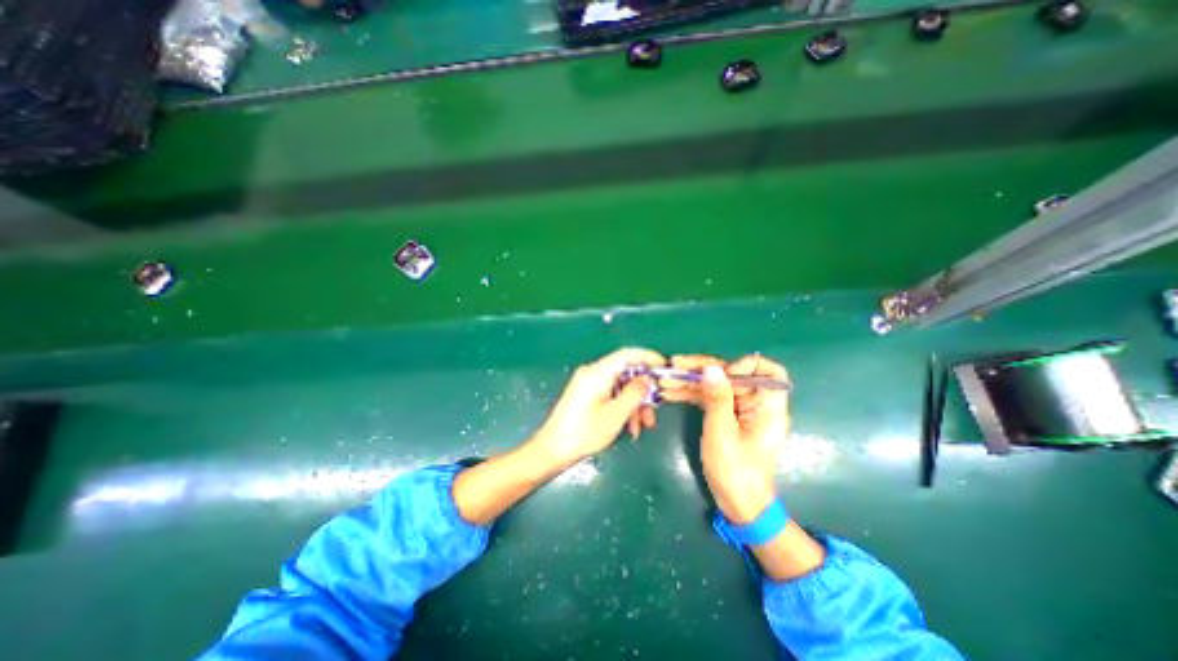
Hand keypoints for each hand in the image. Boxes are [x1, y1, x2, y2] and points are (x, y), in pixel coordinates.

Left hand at [533, 349, 666, 466]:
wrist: (553, 450)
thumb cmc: (584, 432)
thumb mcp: (615, 414)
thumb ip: (634, 393)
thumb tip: (647, 379)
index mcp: (598, 372)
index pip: (627, 355)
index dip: (648, 358)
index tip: (665, 367)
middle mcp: (593, 373)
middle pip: (626, 373)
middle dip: (643, 391)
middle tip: (655, 410)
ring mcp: (590, 384)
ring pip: (621, 386)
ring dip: (634, 404)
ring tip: (642, 427)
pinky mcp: (588, 394)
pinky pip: (612, 394)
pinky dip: (623, 408)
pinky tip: (630, 427)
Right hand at [661, 353, 789, 523]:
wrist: (738, 504)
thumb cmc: (735, 471)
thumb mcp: (722, 433)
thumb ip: (717, 398)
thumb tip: (712, 367)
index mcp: (767, 406)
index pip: (767, 371)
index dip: (745, 365)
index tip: (722, 374)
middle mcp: (755, 403)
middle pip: (731, 374)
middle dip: (702, 369)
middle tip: (674, 365)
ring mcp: (739, 409)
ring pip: (715, 385)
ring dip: (690, 381)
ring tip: (664, 380)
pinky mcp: (726, 416)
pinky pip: (709, 398)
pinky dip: (691, 395)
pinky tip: (670, 393)